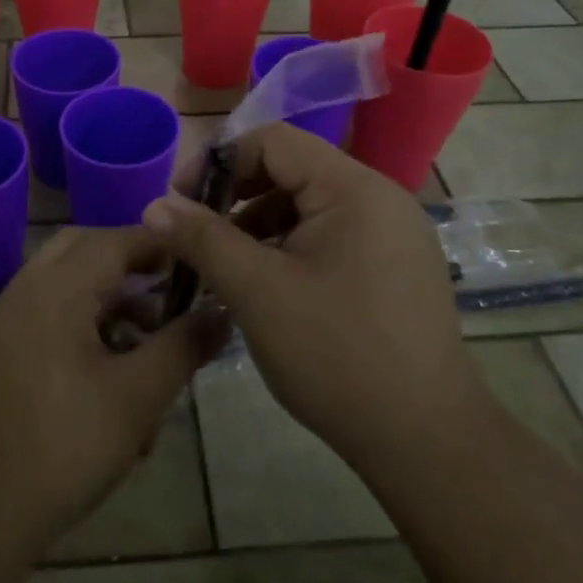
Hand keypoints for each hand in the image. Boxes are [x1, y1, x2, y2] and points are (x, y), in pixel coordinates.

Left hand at [0, 226, 228, 553]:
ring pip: (63, 284)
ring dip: (106, 299)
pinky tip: (108, 376)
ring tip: (147, 343)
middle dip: (128, 263)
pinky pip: (45, 315)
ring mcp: (4, 321)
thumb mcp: (137, 397)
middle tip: (168, 289)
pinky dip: (80, 323)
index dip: (157, 244)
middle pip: (83, 249)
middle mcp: (24, 291)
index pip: (113, 239)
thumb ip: (182, 346)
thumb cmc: (64, 448)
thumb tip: (222, 311)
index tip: (195, 259)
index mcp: (55, 289)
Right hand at [143, 124, 489, 477]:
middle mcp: (380, 198)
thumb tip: (155, 205)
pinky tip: (265, 286)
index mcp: (353, 189)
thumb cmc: (337, 356)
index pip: (274, 141)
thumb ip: (202, 240)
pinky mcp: (395, 268)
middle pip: (292, 170)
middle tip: (197, 236)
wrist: (427, 442)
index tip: (180, 202)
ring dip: (259, 226)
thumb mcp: (257, 292)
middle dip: (236, 196)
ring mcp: (394, 234)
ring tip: (224, 268)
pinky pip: (331, 236)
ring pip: (309, 207)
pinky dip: (290, 249)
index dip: (219, 161)